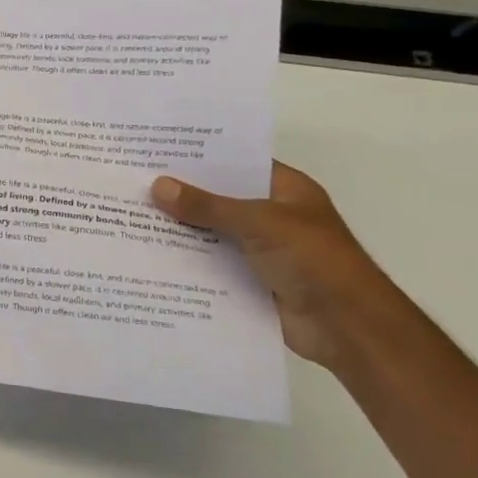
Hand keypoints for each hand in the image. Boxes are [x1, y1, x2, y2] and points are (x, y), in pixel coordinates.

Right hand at [150, 163, 417, 373]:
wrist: (347, 327)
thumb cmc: (313, 260)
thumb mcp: (259, 223)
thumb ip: (208, 206)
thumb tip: (158, 186)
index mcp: (285, 190)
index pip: (237, 163)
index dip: (201, 157)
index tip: (157, 150)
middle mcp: (271, 216)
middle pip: (219, 198)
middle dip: (181, 194)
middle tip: (133, 182)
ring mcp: (260, 250)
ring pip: (211, 233)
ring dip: (180, 229)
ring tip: (130, 215)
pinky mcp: (249, 280)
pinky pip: (211, 264)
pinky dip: (186, 261)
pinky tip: (149, 255)